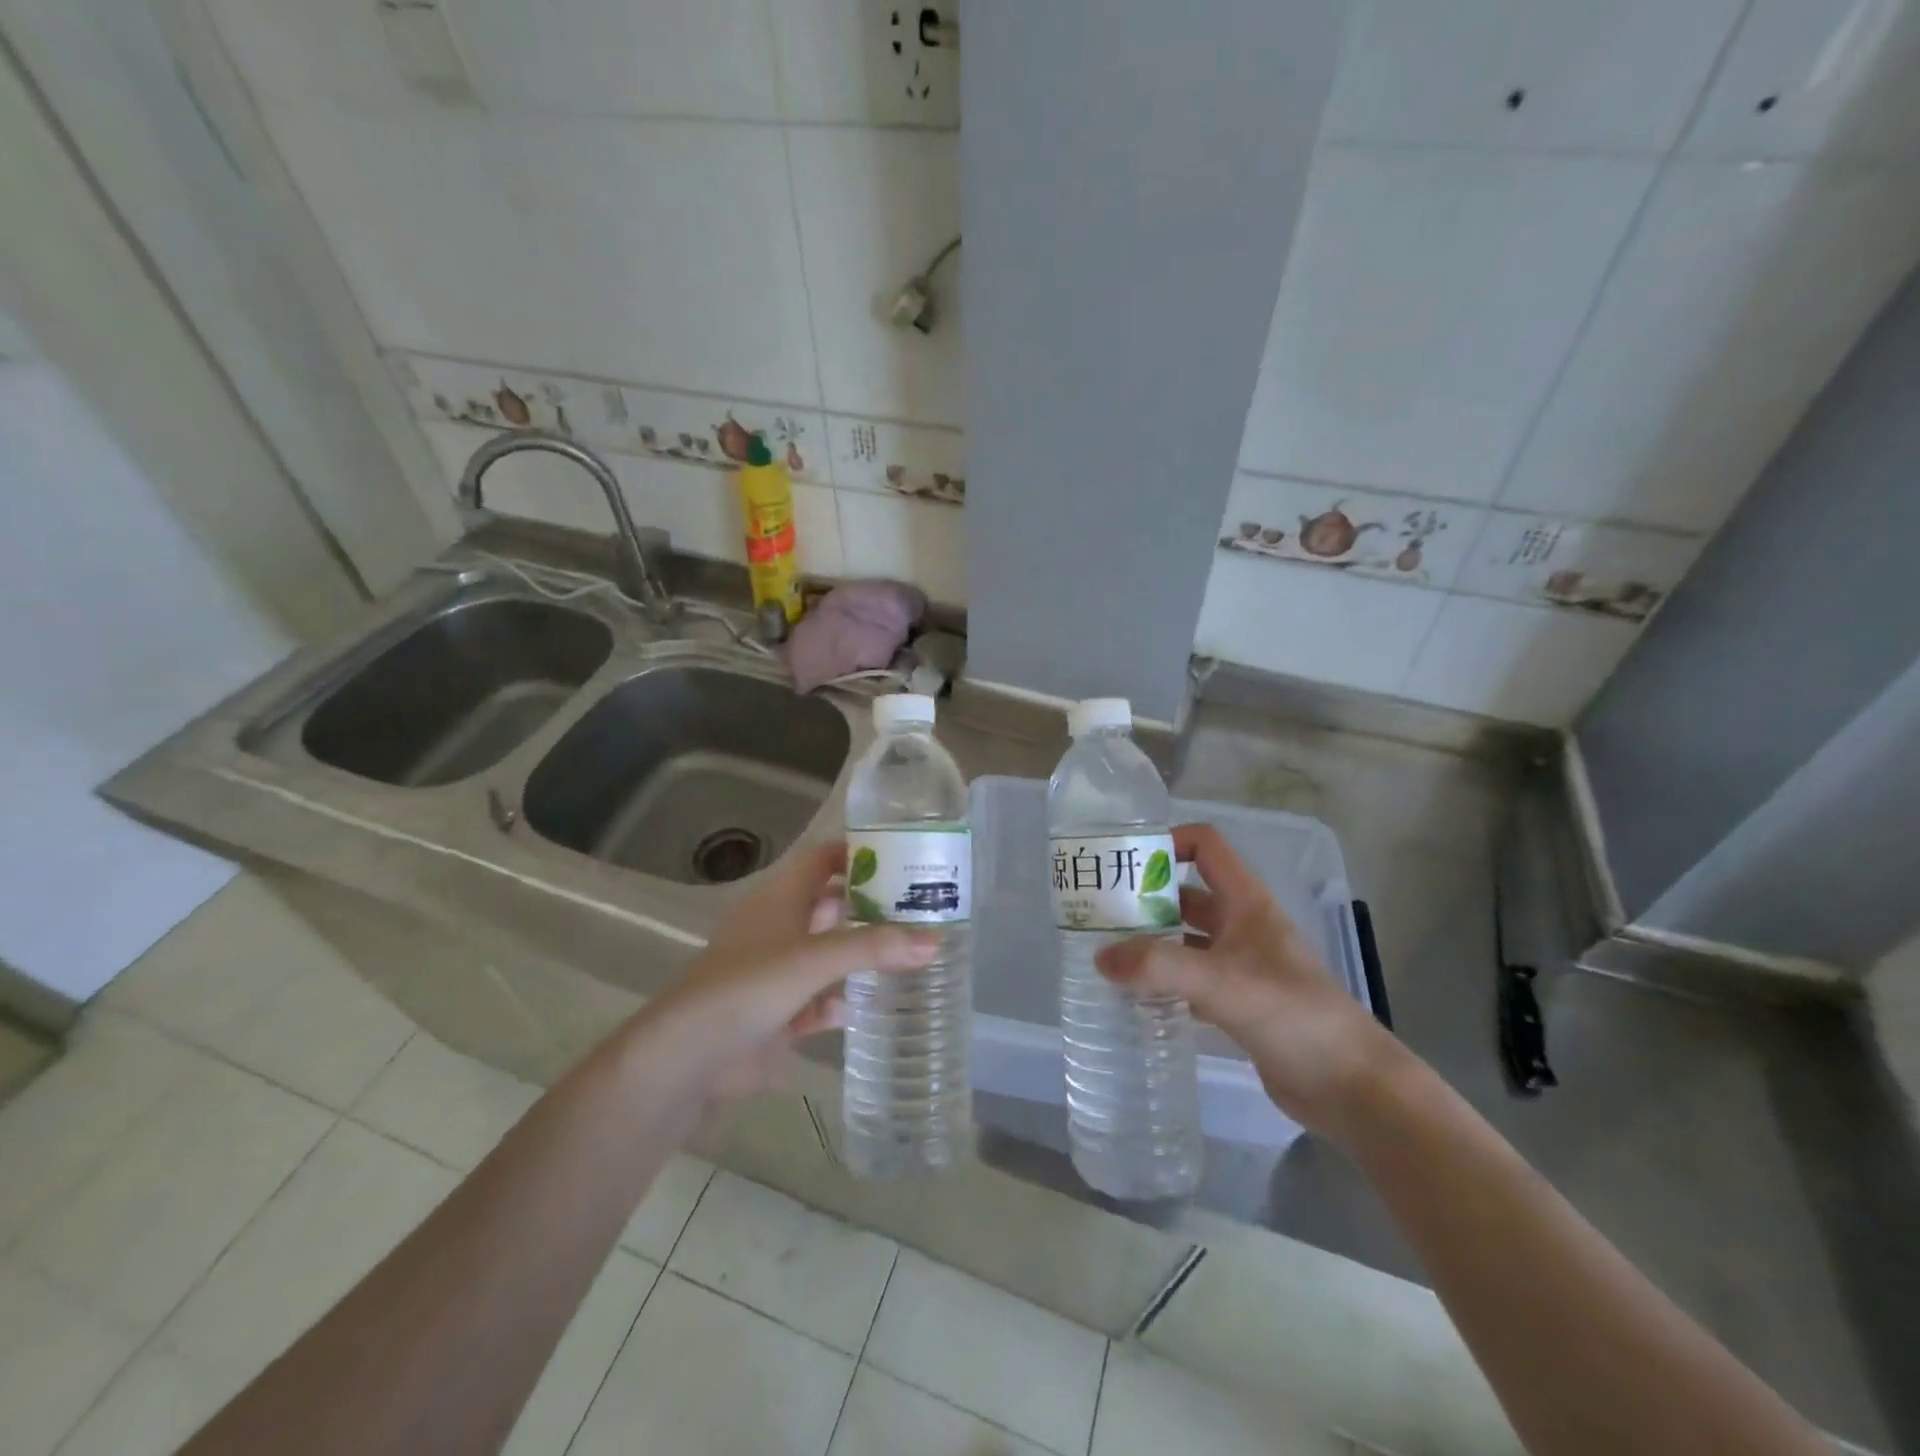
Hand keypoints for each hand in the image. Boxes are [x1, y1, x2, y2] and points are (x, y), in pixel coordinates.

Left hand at [645, 842, 936, 1100]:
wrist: (689, 1057)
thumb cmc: (749, 987)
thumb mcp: (814, 959)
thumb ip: (874, 948)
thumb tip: (935, 939)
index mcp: (780, 898)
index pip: (823, 859)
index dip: (858, 853)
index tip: (903, 856)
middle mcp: (778, 928)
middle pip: (830, 905)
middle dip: (869, 906)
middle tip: (920, 907)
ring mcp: (776, 972)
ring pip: (826, 953)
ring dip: (859, 954)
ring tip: (909, 952)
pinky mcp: (776, 1014)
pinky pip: (818, 1001)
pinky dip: (840, 1001)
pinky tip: (867, 1006)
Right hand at [1095, 823, 1403, 1137]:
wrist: (1352, 1087)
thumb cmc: (1294, 1016)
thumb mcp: (1223, 983)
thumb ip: (1160, 967)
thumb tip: (1101, 958)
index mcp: (1247, 903)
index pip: (1206, 847)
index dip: (1168, 843)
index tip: (1125, 864)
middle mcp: (1243, 927)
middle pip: (1187, 896)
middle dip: (1145, 899)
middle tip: (1099, 915)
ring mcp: (1241, 966)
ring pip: (1186, 940)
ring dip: (1151, 943)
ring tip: (1107, 955)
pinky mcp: (1238, 1003)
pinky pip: (1191, 980)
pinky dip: (1164, 982)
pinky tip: (1134, 998)